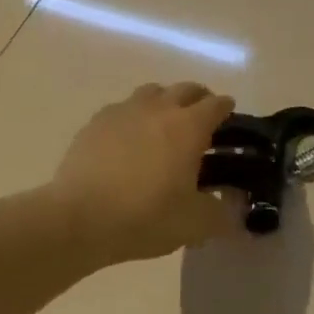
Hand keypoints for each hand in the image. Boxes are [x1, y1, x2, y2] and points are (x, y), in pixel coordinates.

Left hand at [53, 82, 237, 265]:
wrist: (78, 219)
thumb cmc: (145, 216)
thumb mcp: (195, 224)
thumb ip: (222, 215)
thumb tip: (235, 213)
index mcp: (189, 126)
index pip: (217, 104)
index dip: (227, 110)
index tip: (229, 121)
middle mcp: (159, 109)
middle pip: (186, 89)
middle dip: (198, 100)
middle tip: (201, 122)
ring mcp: (123, 111)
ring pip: (152, 92)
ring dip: (164, 102)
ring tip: (164, 127)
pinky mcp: (94, 123)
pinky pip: (122, 109)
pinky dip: (133, 118)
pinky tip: (128, 141)